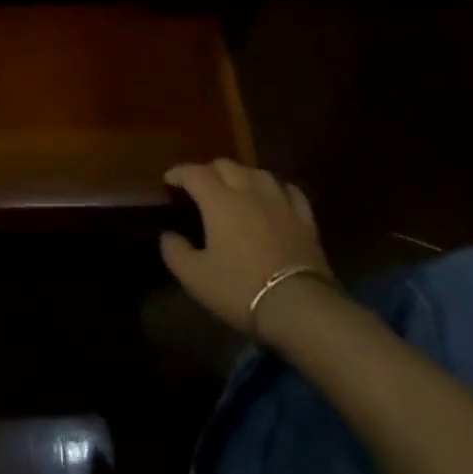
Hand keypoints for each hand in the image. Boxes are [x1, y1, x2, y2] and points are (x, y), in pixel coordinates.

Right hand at [160, 159, 332, 332]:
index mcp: (219, 201)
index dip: (179, 173)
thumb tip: (167, 235)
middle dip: (209, 170)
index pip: (195, 173)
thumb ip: (175, 252)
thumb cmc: (241, 289)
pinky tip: (275, 195)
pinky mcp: (305, 221)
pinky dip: (277, 189)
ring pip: (259, 173)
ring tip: (236, 186)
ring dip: (242, 175)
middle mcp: (249, 192)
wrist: (300, 308)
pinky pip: (291, 192)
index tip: (169, 179)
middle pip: (227, 166)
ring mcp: (280, 204)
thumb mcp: (195, 277)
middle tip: (200, 185)